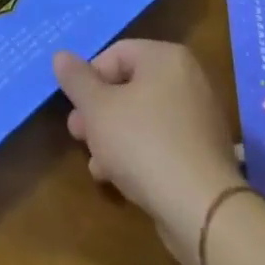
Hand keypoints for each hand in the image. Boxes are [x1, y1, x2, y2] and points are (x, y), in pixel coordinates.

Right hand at [54, 40, 240, 264]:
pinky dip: (138, 152)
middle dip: (98, 112)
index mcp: (166, 58)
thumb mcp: (98, 109)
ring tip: (95, 164)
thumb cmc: (143, 144)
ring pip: (142, 117)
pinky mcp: (203, 152)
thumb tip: (61, 56)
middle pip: (129, 87)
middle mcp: (188, 79)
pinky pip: (161, 141)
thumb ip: (77, 80)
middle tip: (78, 134)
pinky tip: (118, 177)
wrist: (202, 209)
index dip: (88, 79)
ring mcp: (199, 117)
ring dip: (113, 136)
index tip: (74, 108)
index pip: (116, 54)